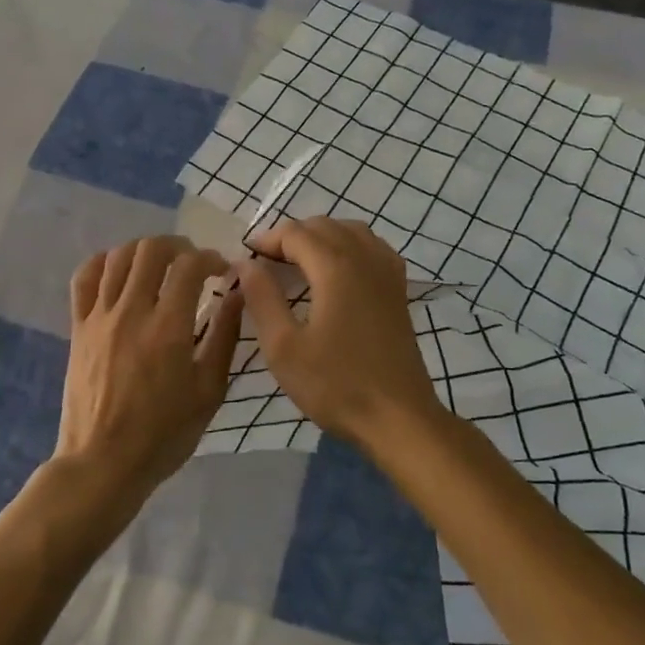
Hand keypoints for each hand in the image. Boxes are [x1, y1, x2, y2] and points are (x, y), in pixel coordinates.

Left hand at [56, 236, 243, 517]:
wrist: (104, 462)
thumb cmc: (165, 433)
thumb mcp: (209, 390)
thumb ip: (225, 336)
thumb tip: (237, 293)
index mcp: (168, 327)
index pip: (189, 265)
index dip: (210, 258)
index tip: (221, 271)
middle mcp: (131, 311)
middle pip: (151, 249)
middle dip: (179, 246)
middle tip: (192, 264)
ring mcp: (100, 317)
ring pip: (118, 256)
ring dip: (144, 251)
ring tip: (160, 266)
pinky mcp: (78, 327)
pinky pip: (84, 278)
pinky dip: (103, 263)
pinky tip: (119, 272)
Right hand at [238, 218, 442, 450]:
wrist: (398, 417)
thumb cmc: (335, 384)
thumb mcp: (283, 347)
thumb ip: (262, 298)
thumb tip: (245, 264)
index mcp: (335, 267)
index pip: (295, 233)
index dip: (266, 240)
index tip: (245, 259)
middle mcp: (365, 258)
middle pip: (324, 226)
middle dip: (291, 236)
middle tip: (265, 264)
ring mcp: (387, 273)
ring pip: (351, 231)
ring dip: (321, 237)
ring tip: (297, 263)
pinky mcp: (399, 291)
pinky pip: (372, 248)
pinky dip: (349, 247)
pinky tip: (337, 271)